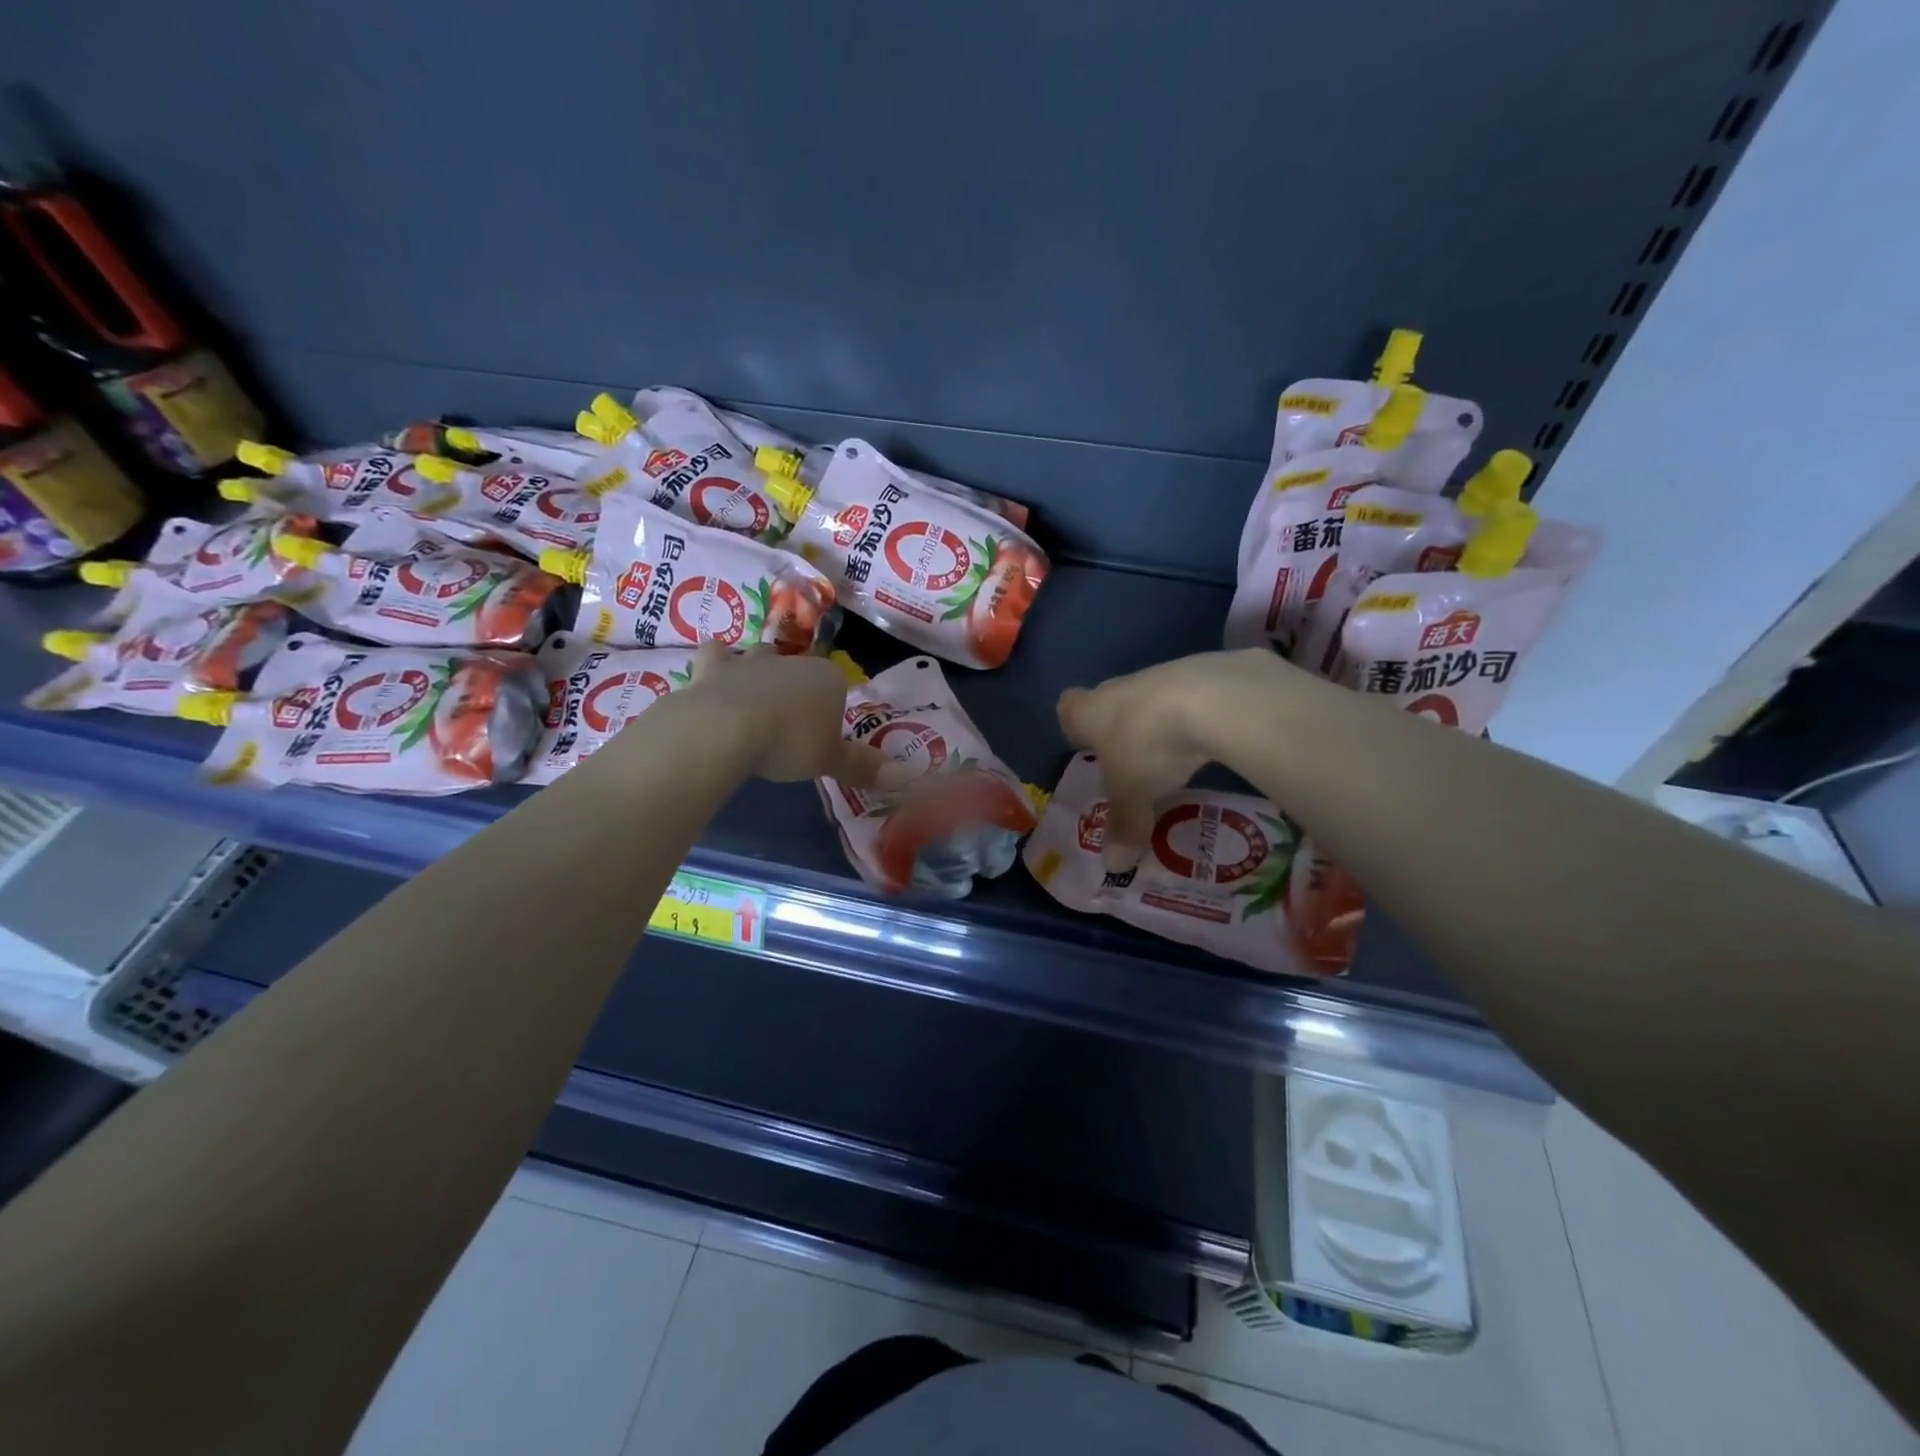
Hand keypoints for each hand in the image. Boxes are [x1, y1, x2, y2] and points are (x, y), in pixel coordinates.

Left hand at [681, 644, 900, 787]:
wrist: (727, 728)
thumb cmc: (790, 742)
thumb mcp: (830, 760)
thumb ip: (862, 766)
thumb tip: (903, 777)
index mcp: (827, 678)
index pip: (839, 685)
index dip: (833, 707)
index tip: (825, 733)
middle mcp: (791, 661)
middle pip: (800, 667)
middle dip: (797, 686)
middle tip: (792, 719)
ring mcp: (750, 661)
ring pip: (761, 654)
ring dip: (760, 668)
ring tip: (757, 695)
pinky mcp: (712, 669)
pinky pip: (716, 655)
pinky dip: (717, 663)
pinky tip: (715, 676)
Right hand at [1057, 650, 1277, 869]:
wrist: (1210, 698)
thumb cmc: (1148, 746)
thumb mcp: (1133, 795)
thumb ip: (1124, 827)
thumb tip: (1114, 867)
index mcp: (1091, 712)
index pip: (1069, 708)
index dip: (1074, 724)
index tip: (1084, 744)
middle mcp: (1120, 688)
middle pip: (1110, 702)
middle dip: (1118, 727)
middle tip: (1131, 761)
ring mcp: (1161, 675)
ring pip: (1151, 698)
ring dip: (1159, 721)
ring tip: (1176, 754)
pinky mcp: (1203, 671)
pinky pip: (1190, 696)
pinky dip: (1196, 715)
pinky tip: (1210, 739)